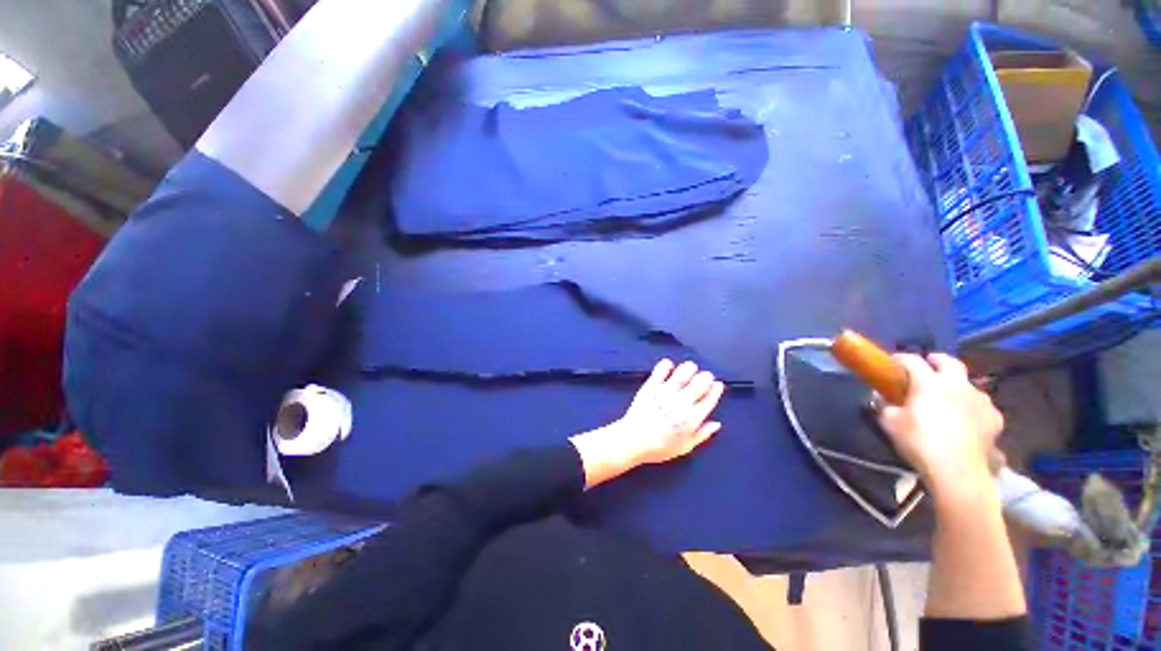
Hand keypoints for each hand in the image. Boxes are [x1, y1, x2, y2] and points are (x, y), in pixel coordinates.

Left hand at [569, 359, 725, 488]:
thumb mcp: (686, 447)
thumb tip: (716, 423)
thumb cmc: (660, 447)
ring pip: (683, 372)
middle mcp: (681, 402)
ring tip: (689, 369)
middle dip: (706, 377)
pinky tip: (669, 366)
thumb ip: (702, 434)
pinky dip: (667, 365)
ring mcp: (665, 392)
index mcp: (692, 418)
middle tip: (703, 377)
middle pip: (700, 382)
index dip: (716, 389)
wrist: (634, 440)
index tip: (717, 385)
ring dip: (689, 368)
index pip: (710, 398)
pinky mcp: (651, 386)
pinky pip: (661, 370)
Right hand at [877, 353, 1003, 495]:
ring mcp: (980, 400)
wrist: (957, 470)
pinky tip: (967, 418)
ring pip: (968, 384)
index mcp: (929, 382)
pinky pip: (982, 405)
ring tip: (949, 397)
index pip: (912, 361)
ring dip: (957, 386)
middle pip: (950, 362)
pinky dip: (972, 407)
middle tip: (929, 364)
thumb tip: (881, 397)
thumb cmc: (919, 441)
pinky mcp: (995, 417)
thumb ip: (884, 406)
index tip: (892, 362)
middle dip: (937, 360)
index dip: (900, 359)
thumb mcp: (889, 423)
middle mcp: (957, 384)